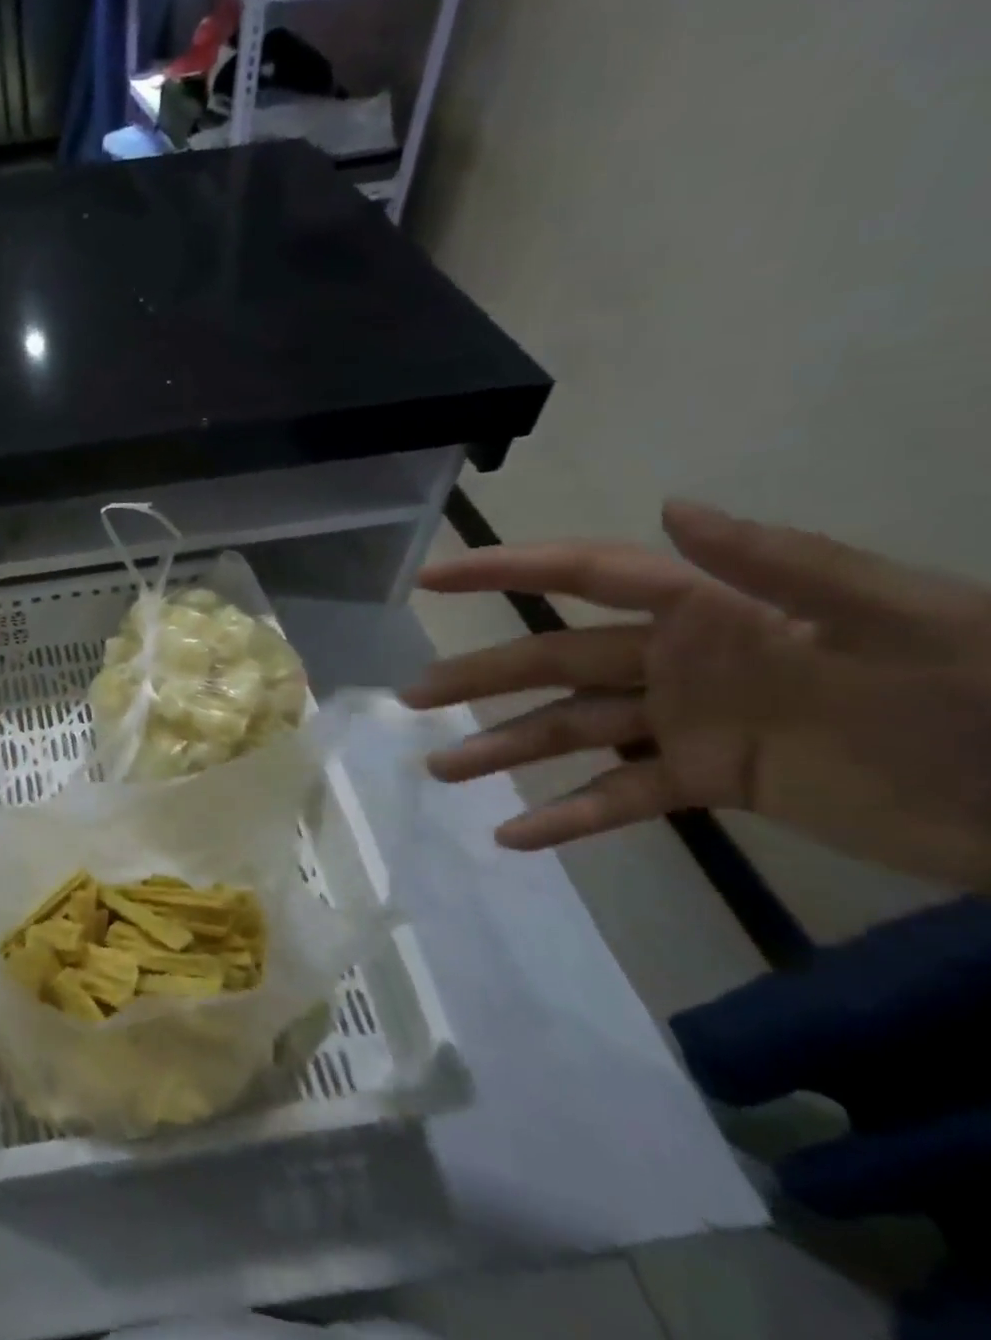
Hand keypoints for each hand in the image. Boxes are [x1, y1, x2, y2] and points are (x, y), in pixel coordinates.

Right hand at [402, 501, 990, 888]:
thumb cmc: (984, 698)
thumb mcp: (907, 617)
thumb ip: (783, 563)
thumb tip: (668, 510)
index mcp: (712, 610)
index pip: (585, 578)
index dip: (504, 572)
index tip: (431, 579)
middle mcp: (680, 660)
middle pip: (555, 662)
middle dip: (480, 676)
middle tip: (412, 696)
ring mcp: (690, 722)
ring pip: (573, 730)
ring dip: (507, 749)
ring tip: (443, 768)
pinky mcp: (712, 781)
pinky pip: (625, 796)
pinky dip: (571, 815)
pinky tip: (516, 836)